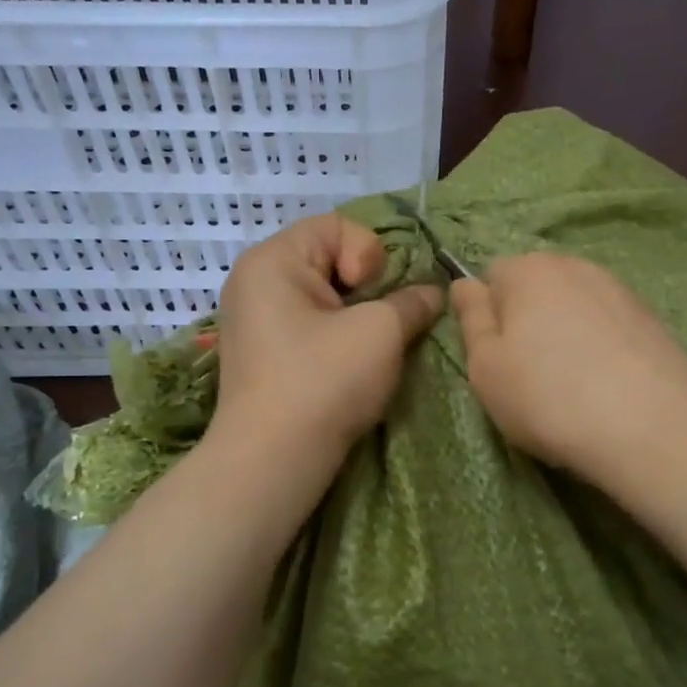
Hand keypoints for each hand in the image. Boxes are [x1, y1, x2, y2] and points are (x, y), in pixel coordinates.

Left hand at [211, 215, 443, 458]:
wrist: (271, 460)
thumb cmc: (324, 381)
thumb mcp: (380, 333)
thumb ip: (412, 302)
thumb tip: (432, 293)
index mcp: (272, 260)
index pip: (337, 225)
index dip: (369, 254)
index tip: (371, 296)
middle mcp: (255, 281)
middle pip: (329, 258)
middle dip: (366, 288)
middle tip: (377, 325)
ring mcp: (255, 319)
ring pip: (324, 296)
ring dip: (356, 315)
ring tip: (368, 349)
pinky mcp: (263, 353)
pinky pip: (308, 324)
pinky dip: (335, 335)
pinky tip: (347, 366)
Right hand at [450, 254, 686, 482]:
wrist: (653, 430)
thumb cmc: (549, 398)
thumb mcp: (485, 367)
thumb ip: (471, 319)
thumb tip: (465, 284)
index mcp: (528, 269)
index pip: (491, 275)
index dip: (486, 315)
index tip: (494, 357)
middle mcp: (576, 266)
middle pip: (535, 287)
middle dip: (526, 320)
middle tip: (528, 374)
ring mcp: (620, 290)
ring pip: (574, 306)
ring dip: (564, 334)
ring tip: (571, 384)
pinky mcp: (653, 319)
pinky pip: (607, 326)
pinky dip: (599, 347)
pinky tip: (606, 386)